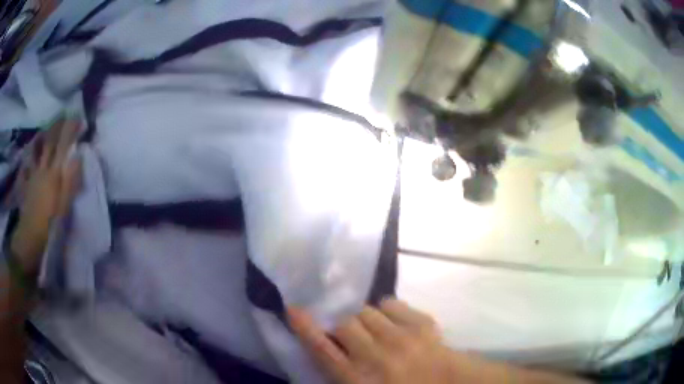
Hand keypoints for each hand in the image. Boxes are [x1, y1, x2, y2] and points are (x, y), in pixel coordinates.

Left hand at [10, 120, 81, 274]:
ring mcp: (33, 176)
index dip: (69, 130)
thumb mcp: (63, 207)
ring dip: (41, 138)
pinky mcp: (27, 185)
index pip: (62, 146)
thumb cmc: (49, 226)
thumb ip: (70, 182)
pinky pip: (27, 167)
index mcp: (53, 174)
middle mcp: (42, 169)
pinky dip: (28, 159)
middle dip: (56, 127)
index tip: (78, 118)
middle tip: (62, 115)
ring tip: (44, 129)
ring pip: (36, 151)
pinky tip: (28, 157)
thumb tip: (78, 157)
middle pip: (49, 143)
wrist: (30, 239)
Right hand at [288, 299, 456, 383]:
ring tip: (372, 330)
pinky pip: (391, 303)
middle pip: (343, 324)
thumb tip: (330, 354)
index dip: (304, 327)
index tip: (292, 308)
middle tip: (348, 335)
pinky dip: (386, 310)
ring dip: (363, 319)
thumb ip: (342, 375)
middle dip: (340, 326)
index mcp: (359, 379)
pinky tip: (392, 323)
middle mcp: (376, 356)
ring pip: (366, 311)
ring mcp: (401, 337)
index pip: (323, 349)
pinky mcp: (422, 324)